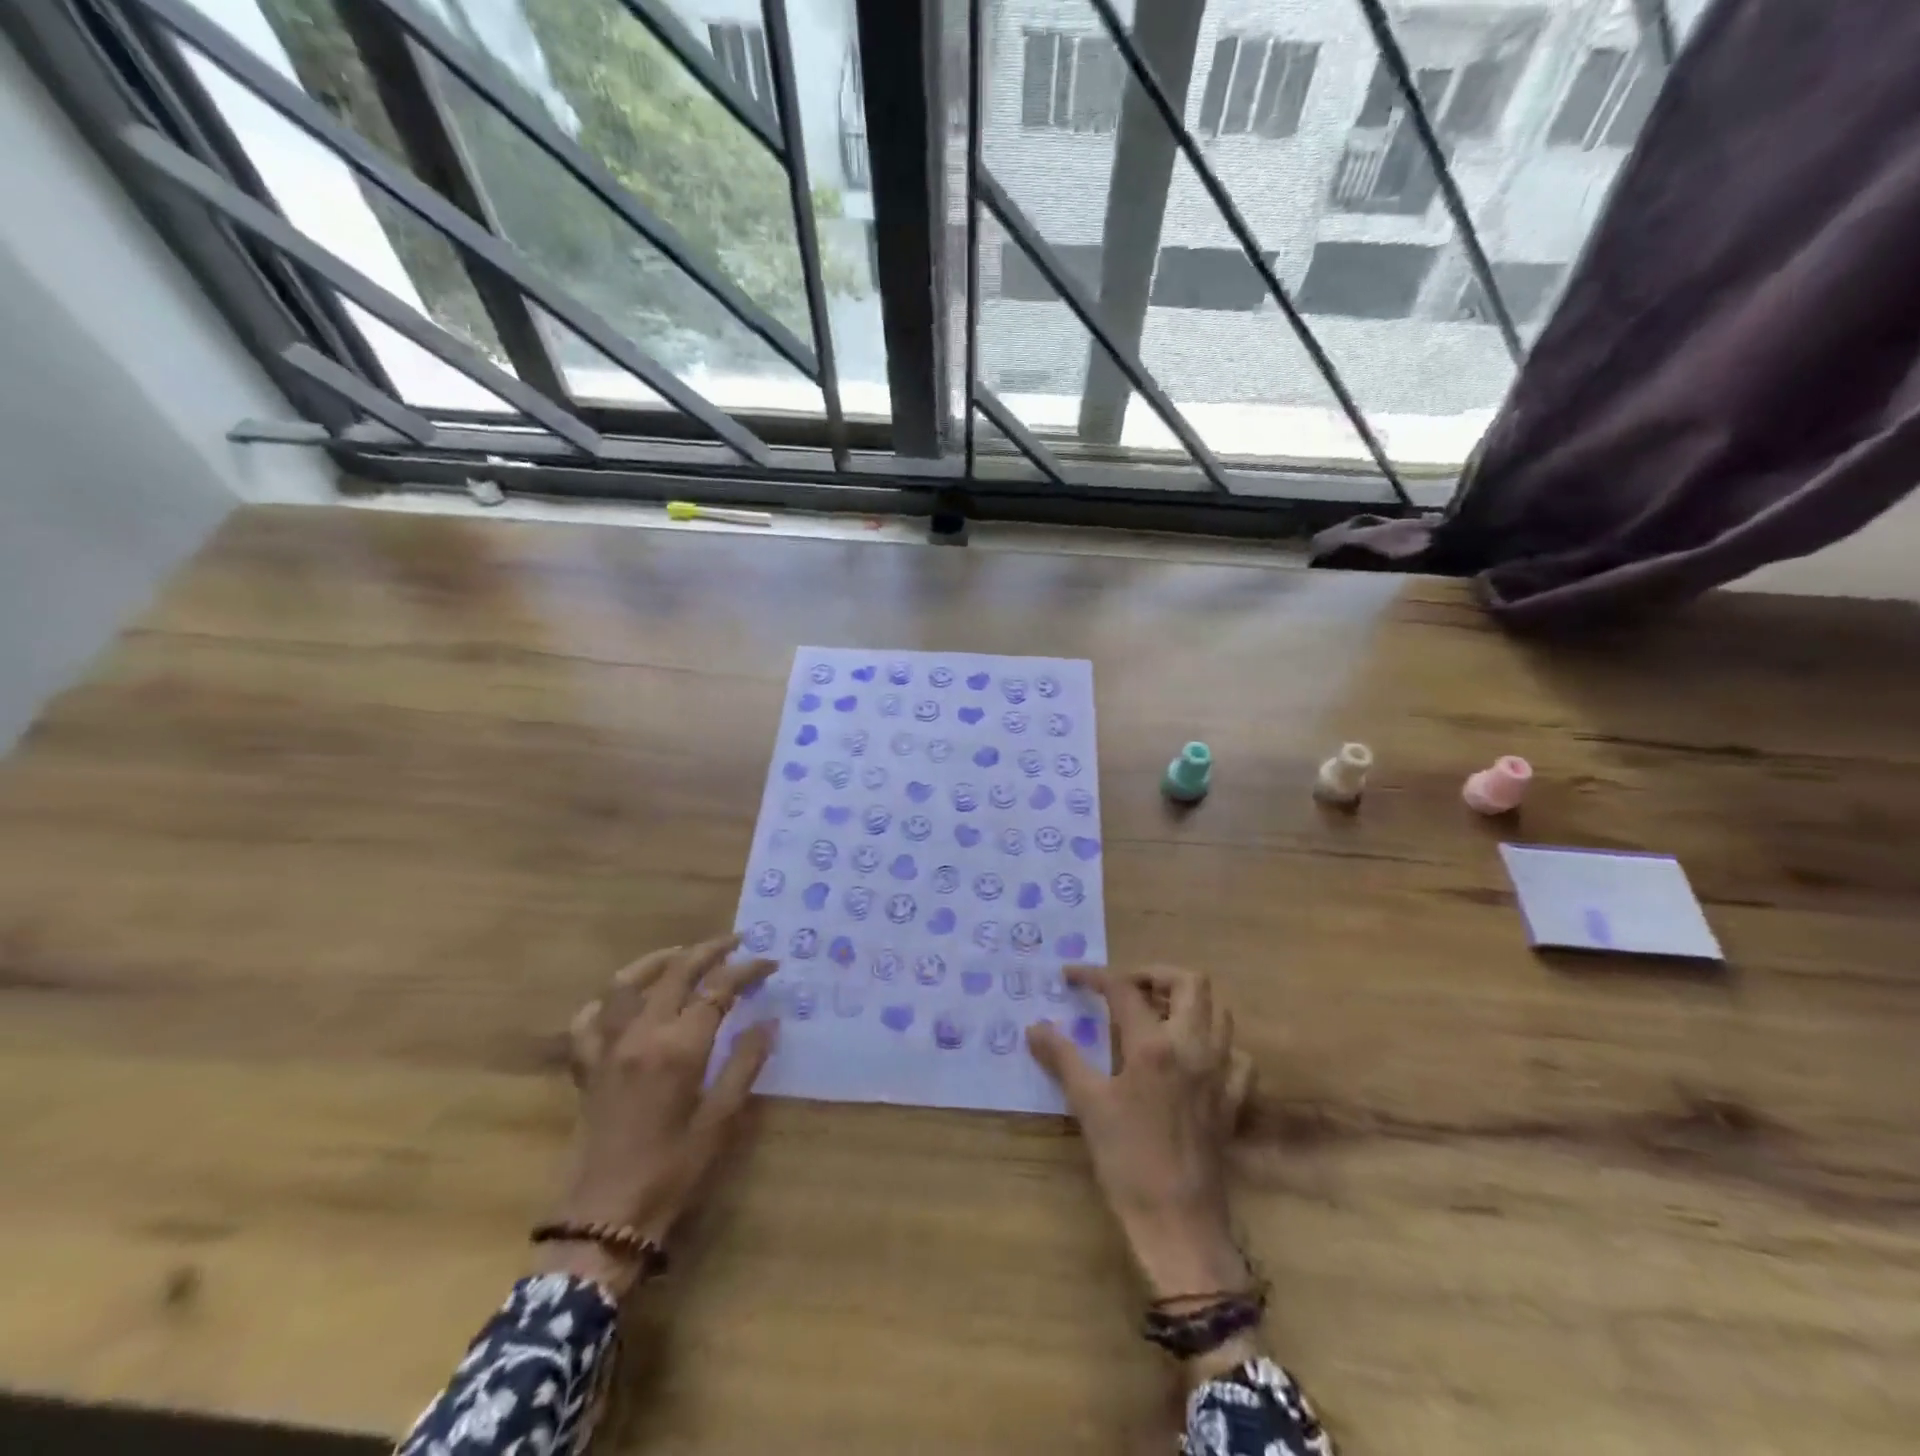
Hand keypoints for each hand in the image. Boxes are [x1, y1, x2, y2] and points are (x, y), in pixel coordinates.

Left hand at [541, 936, 776, 1292]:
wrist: (603, 1221)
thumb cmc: (671, 1173)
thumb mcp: (720, 1121)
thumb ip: (745, 1065)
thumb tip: (768, 1022)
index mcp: (678, 1048)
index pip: (719, 989)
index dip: (747, 971)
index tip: (770, 964)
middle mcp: (641, 1035)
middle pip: (676, 972)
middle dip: (710, 950)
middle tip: (736, 942)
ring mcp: (607, 1048)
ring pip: (625, 983)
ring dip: (658, 961)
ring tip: (683, 955)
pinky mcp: (586, 1068)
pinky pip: (588, 1020)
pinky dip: (607, 1002)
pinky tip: (625, 1002)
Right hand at [1028, 965, 1254, 1302]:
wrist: (1178, 1223)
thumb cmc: (1127, 1160)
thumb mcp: (1087, 1104)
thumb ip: (1062, 1058)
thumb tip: (1035, 1027)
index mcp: (1154, 1045)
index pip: (1124, 989)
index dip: (1095, 975)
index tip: (1071, 976)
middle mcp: (1194, 1047)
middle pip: (1191, 982)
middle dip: (1157, 975)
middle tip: (1127, 989)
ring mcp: (1220, 1073)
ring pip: (1220, 1012)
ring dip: (1188, 1003)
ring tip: (1156, 1015)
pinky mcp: (1233, 1100)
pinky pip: (1237, 1056)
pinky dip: (1218, 1045)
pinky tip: (1194, 1058)